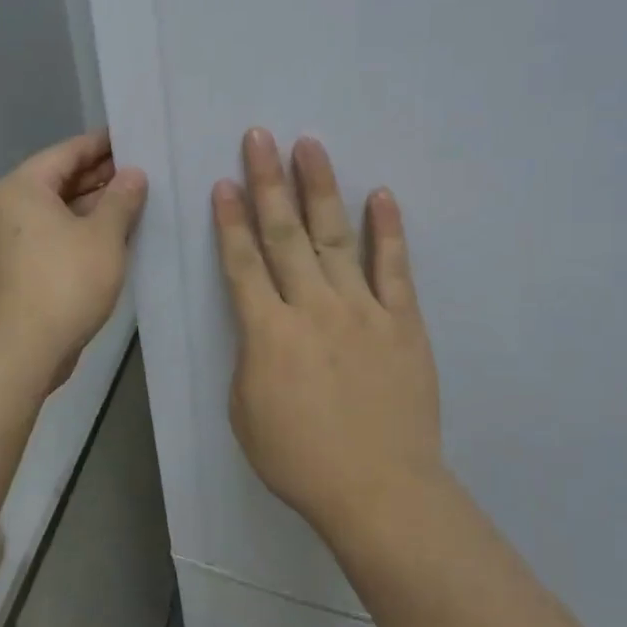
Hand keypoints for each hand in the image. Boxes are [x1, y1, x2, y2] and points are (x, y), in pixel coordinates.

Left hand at [0, 129, 147, 386]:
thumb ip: (121, 199)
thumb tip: (133, 174)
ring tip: (132, 202)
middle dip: (98, 178)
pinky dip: (75, 232)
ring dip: (89, 208)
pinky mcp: (10, 268)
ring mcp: (2, 240)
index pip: (66, 152)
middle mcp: (2, 207)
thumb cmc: (65, 282)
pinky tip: (109, 236)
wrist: (22, 349)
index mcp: (19, 188)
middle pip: (56, 181)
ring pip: (53, 211)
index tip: (132, 139)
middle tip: (140, 172)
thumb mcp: (103, 236)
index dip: (102, 145)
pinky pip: (47, 236)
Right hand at [213, 129, 447, 544]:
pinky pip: (394, 267)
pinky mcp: (402, 321)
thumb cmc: (299, 459)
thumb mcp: (246, 412)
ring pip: (335, 237)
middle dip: (268, 183)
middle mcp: (312, 307)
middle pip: (285, 234)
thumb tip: (264, 325)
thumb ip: (251, 356)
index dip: (230, 220)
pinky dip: (387, 230)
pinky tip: (380, 195)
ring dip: (320, 188)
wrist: (379, 489)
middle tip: (259, 137)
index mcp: (267, 332)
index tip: (223, 182)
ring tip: (309, 146)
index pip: (242, 263)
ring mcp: (362, 309)